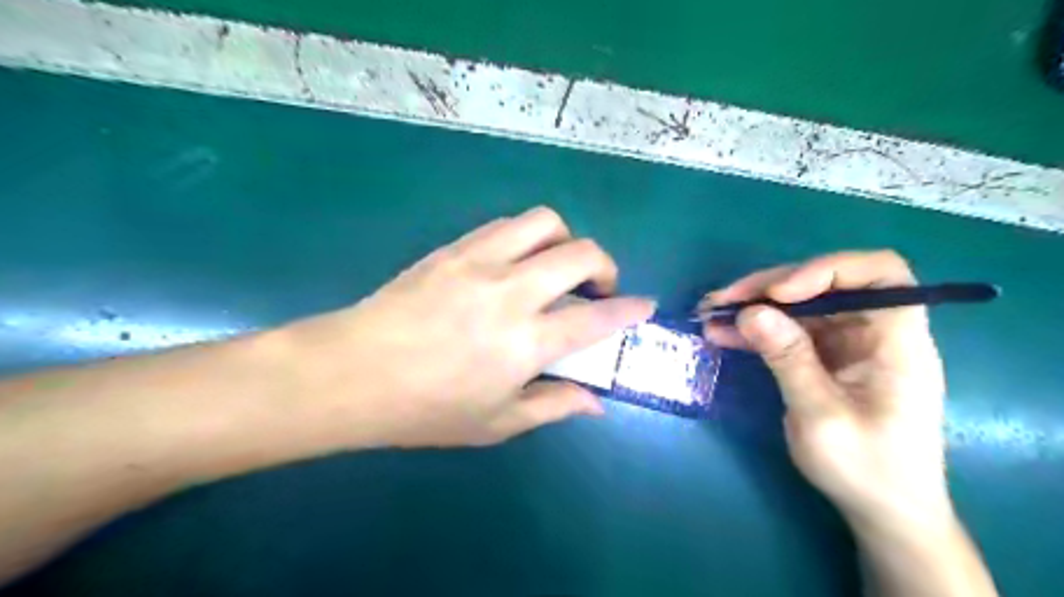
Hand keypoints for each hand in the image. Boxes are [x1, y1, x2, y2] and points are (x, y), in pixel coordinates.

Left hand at [286, 208, 662, 446]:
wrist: (352, 372)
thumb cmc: (426, 408)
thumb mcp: (496, 423)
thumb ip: (553, 406)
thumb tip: (596, 402)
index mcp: (525, 342)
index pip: (597, 318)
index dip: (629, 309)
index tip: (644, 306)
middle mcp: (511, 292)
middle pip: (580, 254)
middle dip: (605, 266)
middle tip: (597, 287)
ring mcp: (480, 261)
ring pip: (544, 222)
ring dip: (565, 241)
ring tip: (556, 267)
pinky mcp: (454, 248)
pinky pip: (505, 225)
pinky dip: (527, 237)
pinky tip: (516, 262)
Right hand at [704, 250, 951, 528]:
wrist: (882, 510)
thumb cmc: (867, 469)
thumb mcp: (822, 417)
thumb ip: (788, 360)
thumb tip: (750, 312)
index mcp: (897, 341)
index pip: (879, 273)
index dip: (828, 270)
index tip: (780, 293)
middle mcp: (874, 332)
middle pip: (826, 284)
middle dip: (771, 287)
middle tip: (723, 300)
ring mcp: (847, 343)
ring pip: (800, 305)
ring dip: (755, 306)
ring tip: (711, 313)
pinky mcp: (824, 357)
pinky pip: (788, 330)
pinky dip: (756, 329)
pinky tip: (722, 333)